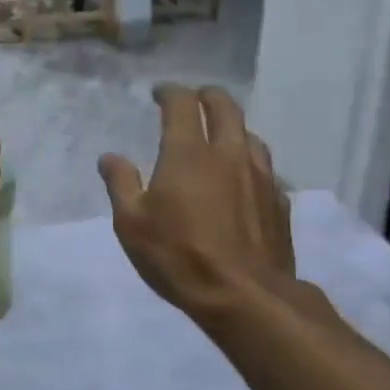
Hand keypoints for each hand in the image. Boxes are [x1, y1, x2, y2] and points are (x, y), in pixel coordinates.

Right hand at [99, 85, 294, 323]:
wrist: (246, 297)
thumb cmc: (179, 256)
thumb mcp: (132, 223)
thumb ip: (121, 184)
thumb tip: (110, 157)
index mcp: (188, 152)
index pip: (182, 103)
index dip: (170, 92)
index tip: (159, 93)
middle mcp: (228, 153)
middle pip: (225, 107)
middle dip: (207, 96)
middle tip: (194, 99)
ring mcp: (260, 176)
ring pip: (250, 135)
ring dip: (233, 128)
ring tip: (220, 137)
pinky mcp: (279, 202)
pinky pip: (265, 169)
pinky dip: (250, 163)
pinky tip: (243, 180)